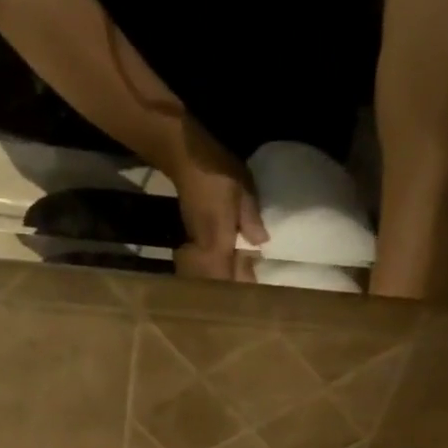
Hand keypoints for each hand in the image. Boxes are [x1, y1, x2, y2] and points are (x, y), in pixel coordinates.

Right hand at [168, 124, 266, 280]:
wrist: (186, 159)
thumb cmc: (217, 174)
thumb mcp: (242, 192)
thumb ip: (251, 220)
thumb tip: (261, 243)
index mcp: (218, 244)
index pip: (230, 277)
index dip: (244, 285)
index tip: (259, 289)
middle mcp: (206, 251)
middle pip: (219, 280)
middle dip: (234, 284)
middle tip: (253, 282)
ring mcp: (197, 245)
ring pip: (212, 271)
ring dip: (226, 275)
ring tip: (244, 272)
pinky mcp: (194, 236)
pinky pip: (208, 259)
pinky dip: (221, 263)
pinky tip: (233, 256)